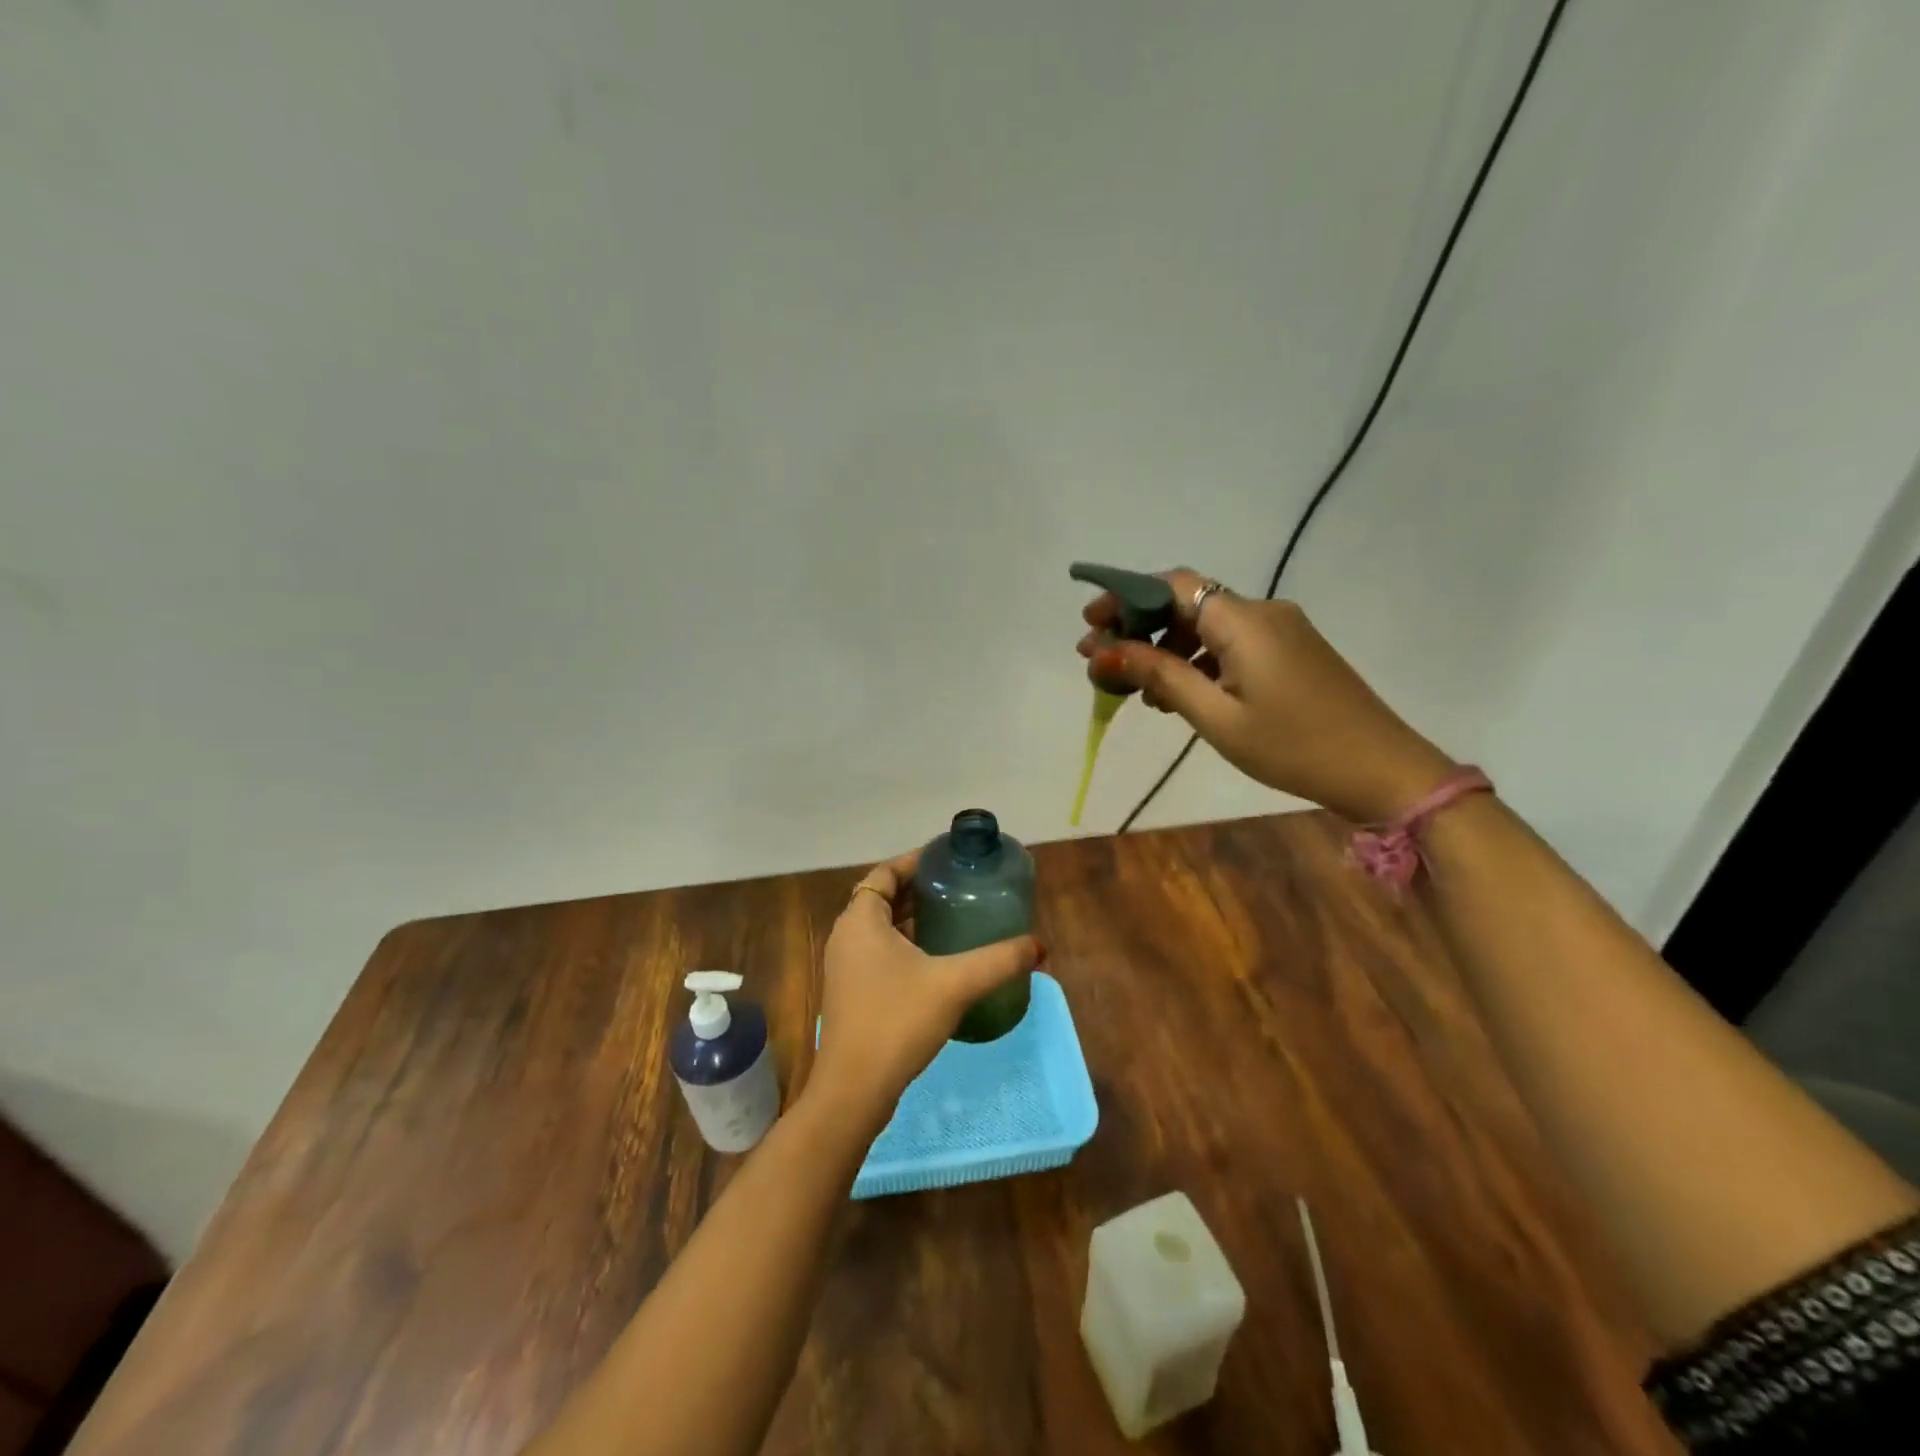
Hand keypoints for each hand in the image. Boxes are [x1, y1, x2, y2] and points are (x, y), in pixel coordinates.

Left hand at [808, 850, 1043, 1128]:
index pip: (885, 873)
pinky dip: (904, 944)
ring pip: (880, 927)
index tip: (947, 859)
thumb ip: (999, 961)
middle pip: (882, 898)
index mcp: (860, 920)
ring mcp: (846, 967)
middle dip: (918, 889)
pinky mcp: (851, 993)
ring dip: (911, 918)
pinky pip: (879, 952)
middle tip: (958, 886)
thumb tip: (1039, 946)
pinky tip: (937, 960)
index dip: (914, 862)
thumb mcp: (955, 984)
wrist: (854, 1090)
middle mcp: (847, 937)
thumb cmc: (897, 1021)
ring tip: (953, 916)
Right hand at [1078, 568, 1455, 824]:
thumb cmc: (1292, 746)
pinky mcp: (1290, 652)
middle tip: (1100, 662)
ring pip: (1206, 627)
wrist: (1380, 770)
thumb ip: (1161, 677)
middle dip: (1138, 628)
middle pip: (1186, 604)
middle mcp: (1261, 613)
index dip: (1125, 597)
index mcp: (1243, 621)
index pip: (1173, 585)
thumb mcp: (1217, 716)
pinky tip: (1176, 695)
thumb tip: (1106, 652)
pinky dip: (1196, 662)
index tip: (1090, 624)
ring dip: (1165, 649)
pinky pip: (1229, 644)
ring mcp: (1280, 631)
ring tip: (1132, 688)